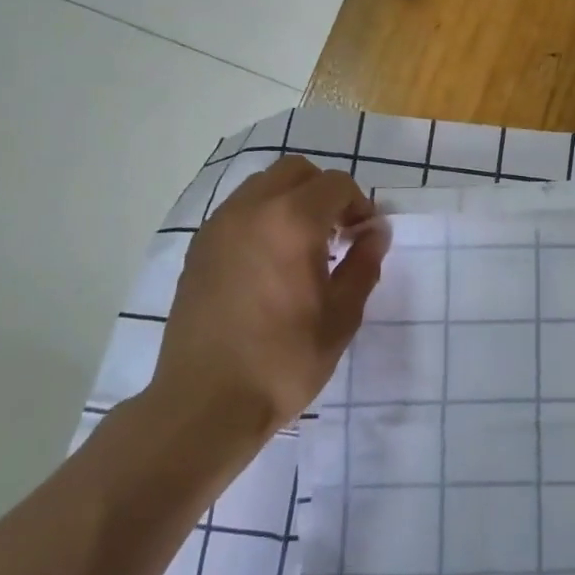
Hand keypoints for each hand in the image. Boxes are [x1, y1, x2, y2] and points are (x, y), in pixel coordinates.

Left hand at [151, 156, 387, 439]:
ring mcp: (218, 227)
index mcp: (292, 222)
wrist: (205, 403)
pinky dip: (262, 218)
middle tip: (336, 234)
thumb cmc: (284, 360)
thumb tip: (375, 232)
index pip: (336, 184)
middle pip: (296, 171)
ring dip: (291, 200)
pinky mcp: (199, 249)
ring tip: (302, 247)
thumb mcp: (342, 316)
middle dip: (324, 192)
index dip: (359, 205)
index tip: (363, 238)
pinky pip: (238, 210)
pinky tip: (270, 262)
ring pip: (262, 185)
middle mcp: (251, 210)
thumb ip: (363, 264)